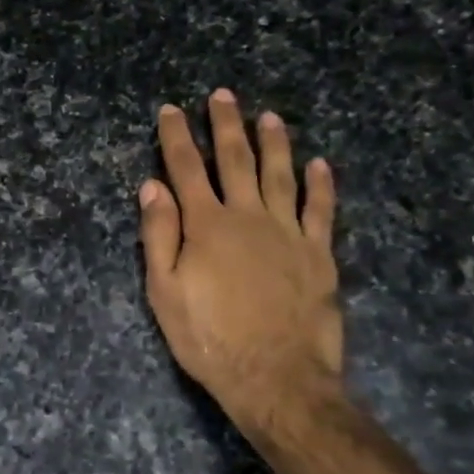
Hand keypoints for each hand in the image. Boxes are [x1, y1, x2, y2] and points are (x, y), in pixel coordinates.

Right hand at [139, 91, 342, 448]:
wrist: (276, 378)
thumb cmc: (210, 339)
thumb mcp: (165, 292)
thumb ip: (159, 235)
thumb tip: (152, 185)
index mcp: (206, 225)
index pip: (186, 169)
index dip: (176, 138)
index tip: (170, 110)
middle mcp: (248, 216)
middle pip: (235, 160)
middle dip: (225, 125)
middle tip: (223, 95)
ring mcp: (288, 232)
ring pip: (281, 175)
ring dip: (274, 143)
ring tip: (269, 116)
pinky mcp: (319, 253)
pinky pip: (322, 209)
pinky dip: (321, 185)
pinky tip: (320, 164)